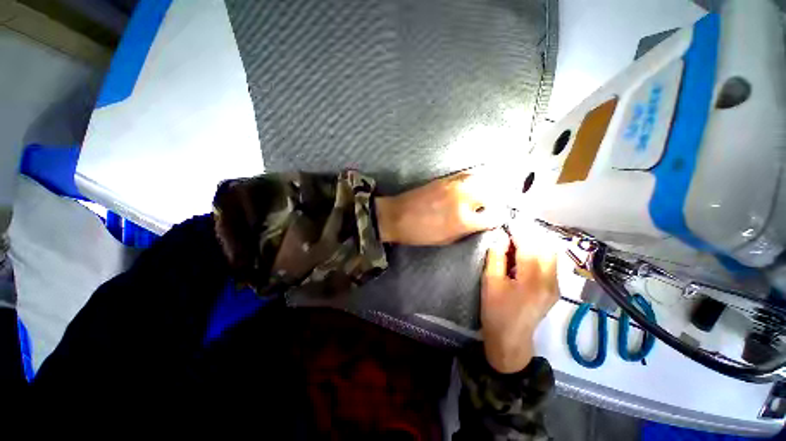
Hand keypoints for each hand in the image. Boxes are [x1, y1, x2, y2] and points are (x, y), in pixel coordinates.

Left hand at [375, 170, 507, 245]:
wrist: (396, 216)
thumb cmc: (420, 233)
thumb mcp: (446, 240)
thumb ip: (467, 230)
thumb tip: (482, 222)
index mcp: (463, 220)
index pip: (494, 216)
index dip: (498, 219)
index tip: (497, 219)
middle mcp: (463, 199)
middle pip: (493, 194)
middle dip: (496, 201)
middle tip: (493, 205)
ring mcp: (455, 185)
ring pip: (483, 180)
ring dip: (489, 186)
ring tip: (488, 192)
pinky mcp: (445, 178)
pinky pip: (468, 174)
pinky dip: (476, 178)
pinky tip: (475, 183)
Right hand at [481, 227, 558, 372]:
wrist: (510, 338)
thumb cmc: (495, 311)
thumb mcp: (490, 282)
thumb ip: (496, 257)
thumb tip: (501, 237)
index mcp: (532, 281)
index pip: (530, 247)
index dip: (520, 232)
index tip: (509, 223)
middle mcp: (550, 281)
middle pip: (546, 247)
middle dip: (529, 235)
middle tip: (511, 232)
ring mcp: (555, 286)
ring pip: (551, 254)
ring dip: (535, 243)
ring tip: (516, 242)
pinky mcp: (555, 289)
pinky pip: (550, 263)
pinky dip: (538, 253)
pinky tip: (524, 255)